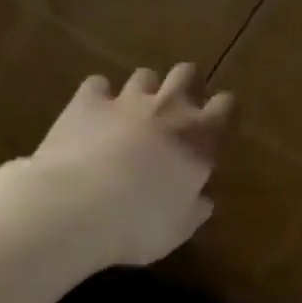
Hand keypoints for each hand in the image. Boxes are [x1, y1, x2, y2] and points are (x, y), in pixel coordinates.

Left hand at [29, 64, 234, 266]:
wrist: (77, 207)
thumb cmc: (139, 223)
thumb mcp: (179, 228)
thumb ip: (194, 208)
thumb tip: (203, 200)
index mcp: (199, 139)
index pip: (224, 107)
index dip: (222, 109)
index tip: (218, 120)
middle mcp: (168, 109)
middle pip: (185, 74)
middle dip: (185, 83)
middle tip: (177, 105)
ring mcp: (126, 101)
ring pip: (144, 75)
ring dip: (144, 89)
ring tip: (134, 109)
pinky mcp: (87, 102)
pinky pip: (97, 84)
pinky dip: (98, 96)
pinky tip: (93, 112)